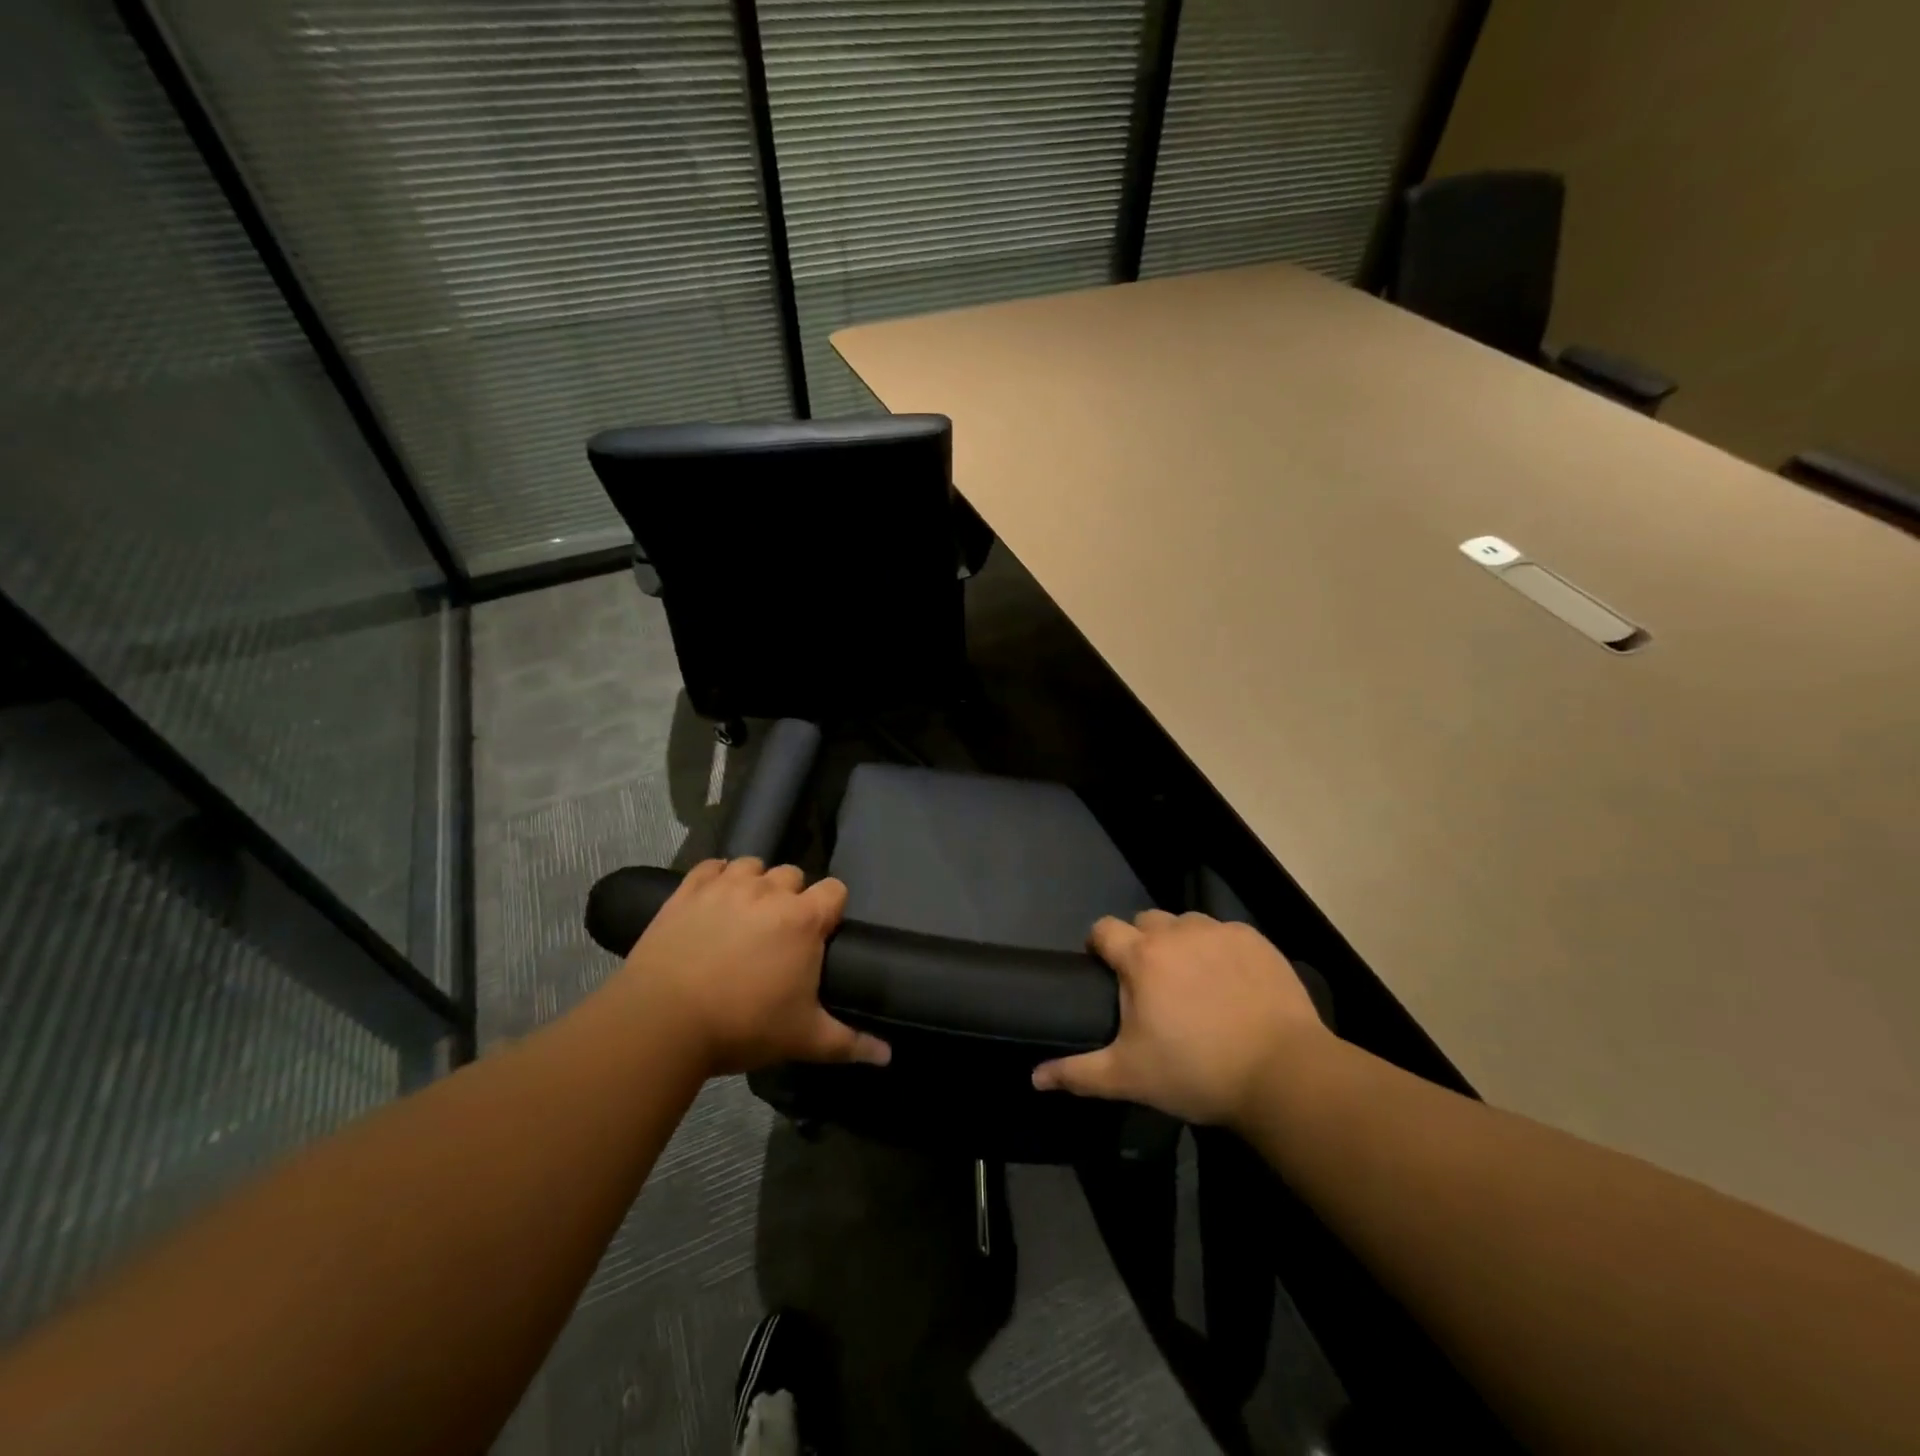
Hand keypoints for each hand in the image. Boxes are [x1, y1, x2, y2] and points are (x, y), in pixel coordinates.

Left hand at [608, 858, 890, 1075]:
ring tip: (745, 915)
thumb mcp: (803, 1038)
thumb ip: (850, 1043)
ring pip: (753, 866)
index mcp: (803, 919)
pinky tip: (713, 901)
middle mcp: (769, 891)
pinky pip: (711, 866)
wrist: (663, 1021)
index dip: (831, 909)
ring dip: (755, 884)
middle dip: (792, 898)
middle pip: (794, 875)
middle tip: (779, 934)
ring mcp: (726, 886)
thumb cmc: (743, 1026)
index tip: (821, 935)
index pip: (835, 890)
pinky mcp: (689, 889)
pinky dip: (716, 877)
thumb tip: (888, 1057)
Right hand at [1032, 910, 1327, 1126]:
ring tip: (1194, 981)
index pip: (1104, 929)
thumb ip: (1079, 1073)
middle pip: (1145, 922)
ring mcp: (1219, 932)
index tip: (1105, 970)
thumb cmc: (1196, 1072)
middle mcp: (1176, 932)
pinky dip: (1220, 950)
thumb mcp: (1130, 1077)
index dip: (1099, 945)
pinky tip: (1232, 983)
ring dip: (1181, 943)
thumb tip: (1035, 1078)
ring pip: (1186, 923)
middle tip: (1151, 984)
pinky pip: (1225, 933)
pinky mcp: (1255, 940)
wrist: (1283, 1074)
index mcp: (1141, 958)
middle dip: (1141, 944)